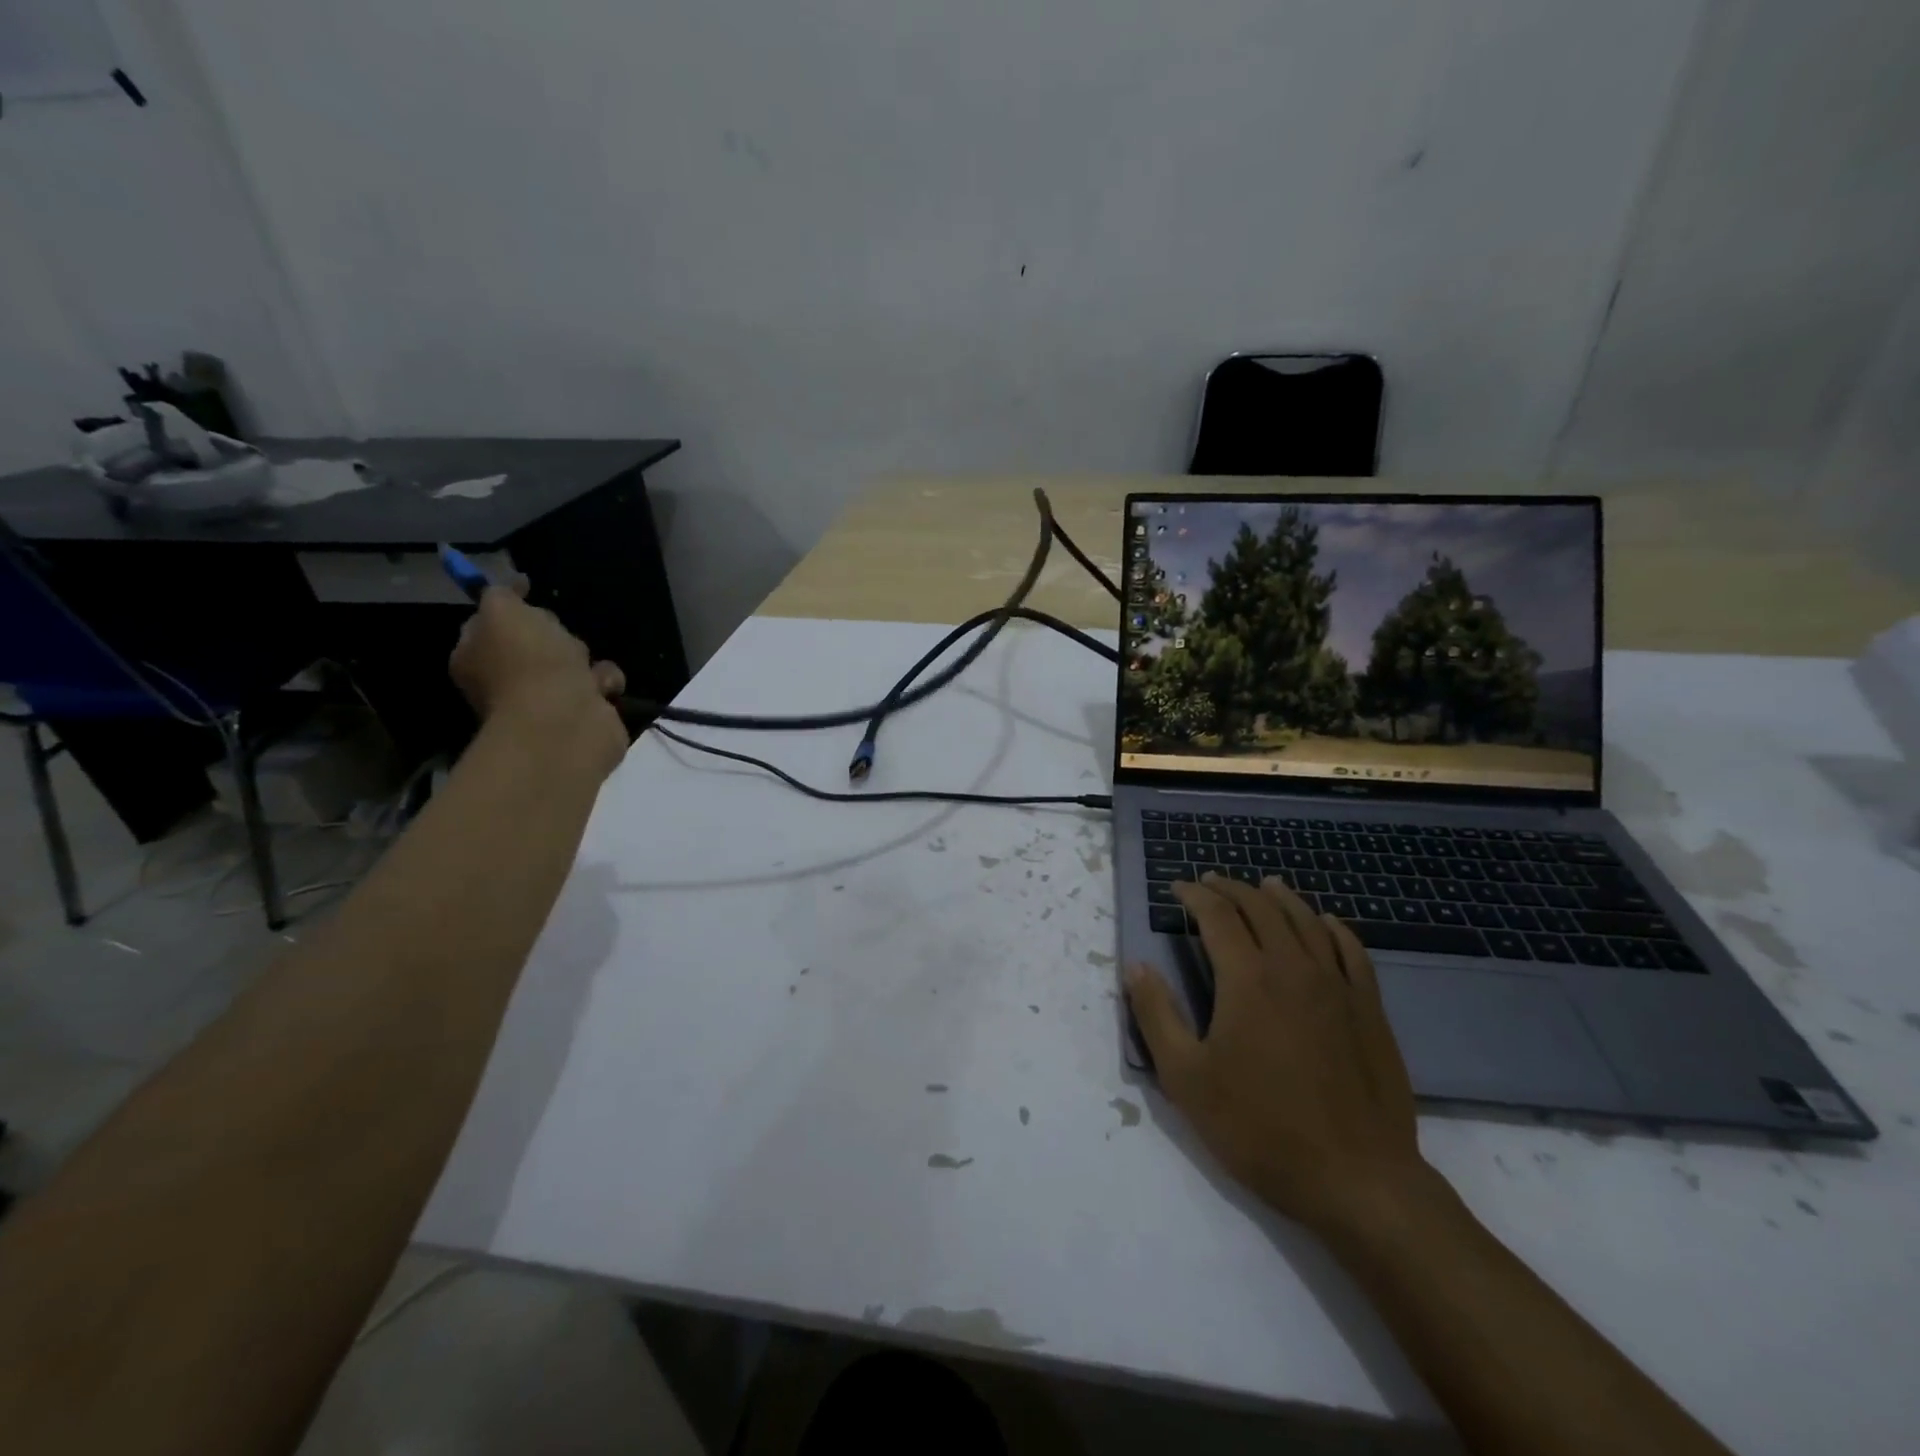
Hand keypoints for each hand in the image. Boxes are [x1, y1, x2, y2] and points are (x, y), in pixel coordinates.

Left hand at [449, 579, 627, 768]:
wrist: (564, 722)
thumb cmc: (527, 663)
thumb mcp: (503, 611)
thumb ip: (502, 593)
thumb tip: (512, 586)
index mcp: (477, 655)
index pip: (491, 621)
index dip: (511, 604)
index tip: (528, 588)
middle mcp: (507, 679)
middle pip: (539, 639)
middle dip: (556, 634)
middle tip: (557, 639)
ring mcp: (545, 699)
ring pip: (574, 662)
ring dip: (587, 660)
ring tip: (584, 669)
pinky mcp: (582, 713)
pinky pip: (599, 685)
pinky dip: (605, 683)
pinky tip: (601, 689)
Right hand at [1125, 873, 1429, 1234]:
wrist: (1357, 1180)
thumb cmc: (1260, 1129)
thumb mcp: (1187, 1079)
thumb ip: (1157, 1015)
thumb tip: (1136, 966)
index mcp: (1247, 979)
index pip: (1217, 915)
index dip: (1194, 895)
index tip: (1177, 888)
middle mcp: (1293, 967)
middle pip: (1261, 908)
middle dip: (1231, 889)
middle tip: (1211, 882)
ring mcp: (1337, 985)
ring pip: (1306, 920)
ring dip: (1279, 897)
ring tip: (1263, 885)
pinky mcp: (1369, 1009)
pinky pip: (1352, 950)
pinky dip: (1333, 927)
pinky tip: (1325, 922)